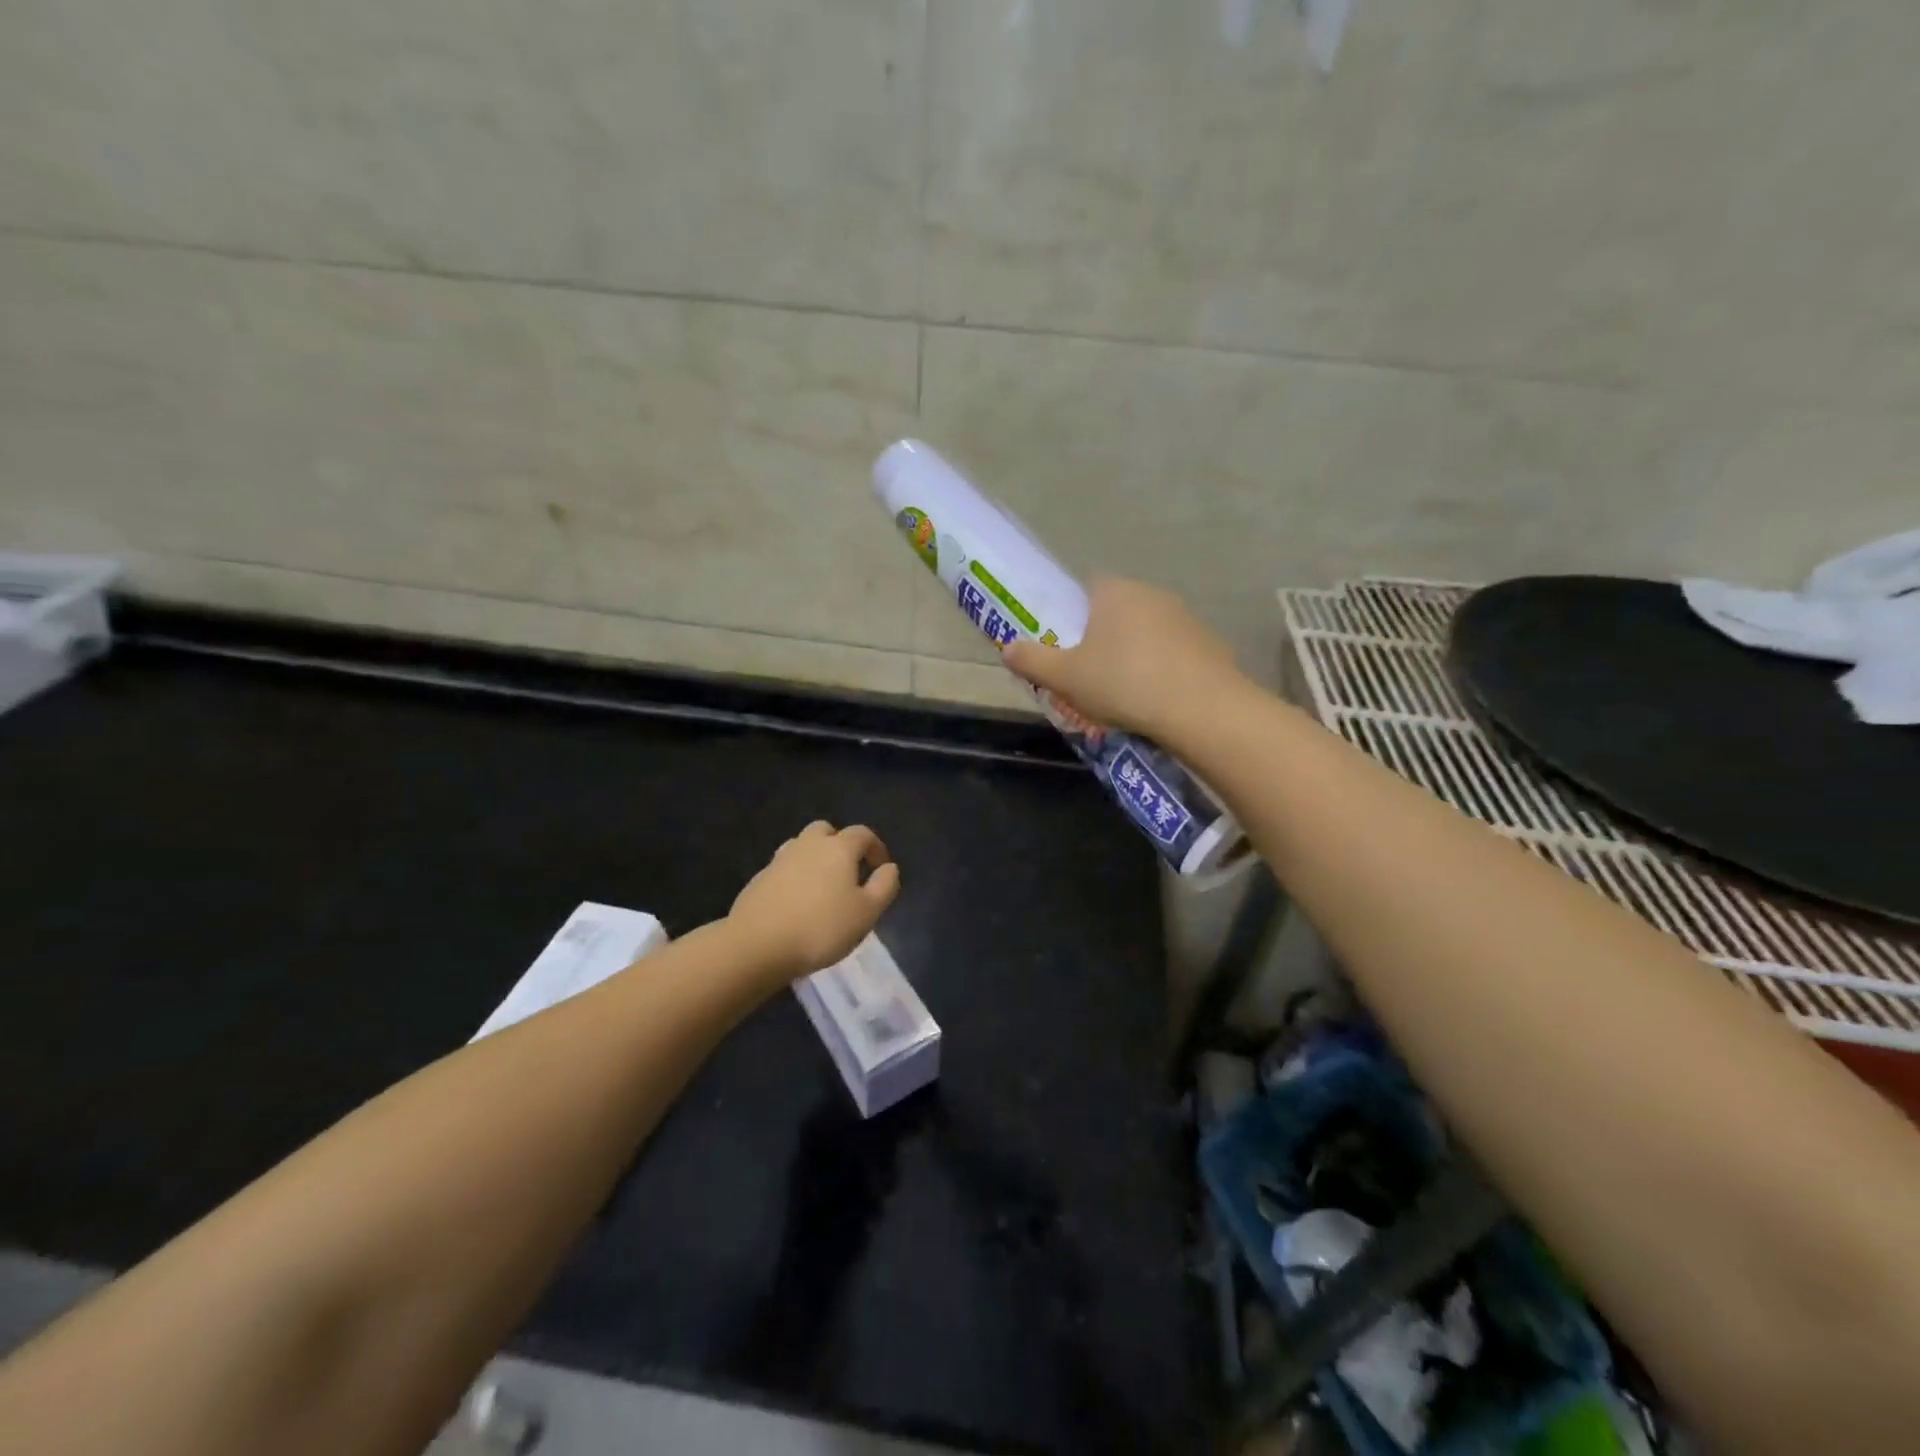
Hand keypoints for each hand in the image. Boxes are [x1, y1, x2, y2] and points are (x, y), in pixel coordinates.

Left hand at [728, 821, 900, 980]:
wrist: (757, 945)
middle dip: (840, 845)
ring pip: (802, 847)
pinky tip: (797, 903)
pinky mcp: (759, 879)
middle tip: (849, 872)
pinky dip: (795, 877)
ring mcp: (779, 860)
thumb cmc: (821, 928)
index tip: (881, 869)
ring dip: (815, 858)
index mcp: (838, 848)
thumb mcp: (867, 913)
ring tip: (822, 888)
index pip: (863, 834)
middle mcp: (808, 845)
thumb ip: (884, 886)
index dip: (876, 848)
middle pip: (827, 831)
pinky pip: (784, 868)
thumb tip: (889, 868)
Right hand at [1002, 577, 1243, 740]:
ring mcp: (1185, 618)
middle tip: (1090, 680)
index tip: (1067, 651)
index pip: (1085, 591)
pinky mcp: (1209, 644)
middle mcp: (1151, 594)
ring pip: (1146, 635)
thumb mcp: (1065, 677)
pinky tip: (1157, 702)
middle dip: (1102, 642)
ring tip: (1124, 698)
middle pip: (1116, 614)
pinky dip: (1162, 672)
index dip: (1072, 620)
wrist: (1202, 709)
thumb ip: (1033, 660)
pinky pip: (1173, 655)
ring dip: (1133, 658)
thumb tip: (1007, 648)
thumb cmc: (1124, 683)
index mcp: (1114, 592)